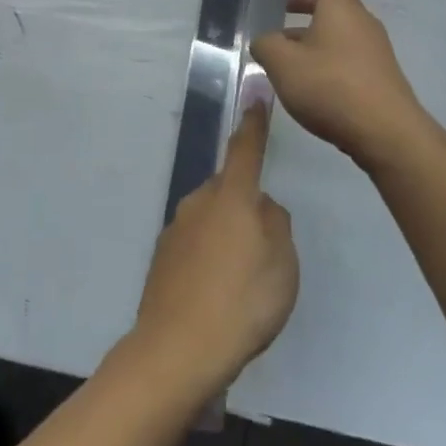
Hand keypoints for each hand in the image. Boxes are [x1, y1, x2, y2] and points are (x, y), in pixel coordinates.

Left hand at [131, 103, 298, 402]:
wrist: (178, 350)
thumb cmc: (242, 302)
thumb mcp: (283, 263)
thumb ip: (276, 225)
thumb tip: (262, 208)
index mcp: (231, 196)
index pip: (245, 149)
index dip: (254, 123)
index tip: (256, 95)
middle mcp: (198, 202)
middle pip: (228, 190)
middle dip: (245, 205)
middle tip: (264, 249)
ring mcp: (175, 229)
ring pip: (211, 219)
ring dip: (226, 236)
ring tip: (242, 283)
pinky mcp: (162, 258)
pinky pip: (195, 246)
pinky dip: (208, 259)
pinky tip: (217, 296)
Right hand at [250, 0, 422, 166]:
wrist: (387, 133)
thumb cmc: (331, 86)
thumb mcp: (283, 64)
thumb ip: (266, 46)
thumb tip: (265, 41)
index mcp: (341, 8)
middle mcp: (361, 23)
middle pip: (334, 2)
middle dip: (305, 3)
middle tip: (279, 12)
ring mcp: (374, 51)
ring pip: (338, 31)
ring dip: (311, 34)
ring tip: (283, 54)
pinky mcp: (378, 77)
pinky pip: (346, 54)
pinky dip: (325, 55)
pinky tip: (306, 80)